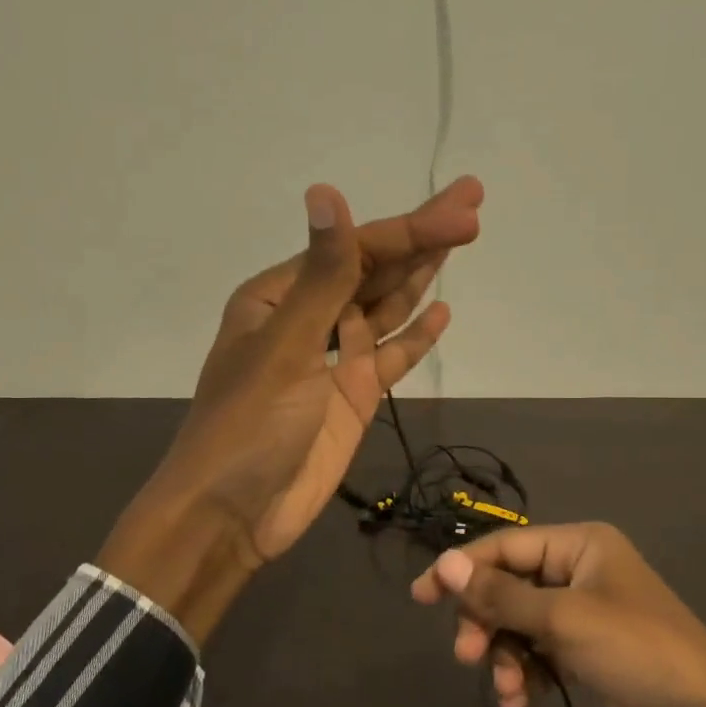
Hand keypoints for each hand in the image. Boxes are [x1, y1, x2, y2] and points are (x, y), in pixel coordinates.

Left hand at [100, 177, 483, 639]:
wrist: (232, 515)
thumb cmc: (248, 426)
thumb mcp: (286, 346)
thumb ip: (321, 275)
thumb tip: (326, 191)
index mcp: (280, 296)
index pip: (356, 251)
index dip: (413, 230)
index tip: (466, 212)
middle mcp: (308, 318)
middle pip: (375, 270)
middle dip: (423, 238)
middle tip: (473, 204)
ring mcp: (334, 359)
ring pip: (386, 307)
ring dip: (421, 277)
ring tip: (462, 241)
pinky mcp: (353, 397)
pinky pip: (391, 356)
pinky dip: (416, 336)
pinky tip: (442, 312)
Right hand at [411, 523, 705, 706]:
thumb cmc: (636, 651)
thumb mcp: (563, 620)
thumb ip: (501, 595)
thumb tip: (445, 564)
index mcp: (580, 544)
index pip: (507, 547)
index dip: (463, 569)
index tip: (421, 596)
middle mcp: (580, 571)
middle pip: (510, 586)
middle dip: (486, 621)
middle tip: (467, 655)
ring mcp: (585, 613)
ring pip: (521, 625)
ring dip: (505, 656)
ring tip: (506, 691)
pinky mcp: (588, 653)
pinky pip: (540, 654)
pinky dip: (526, 675)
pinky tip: (520, 703)